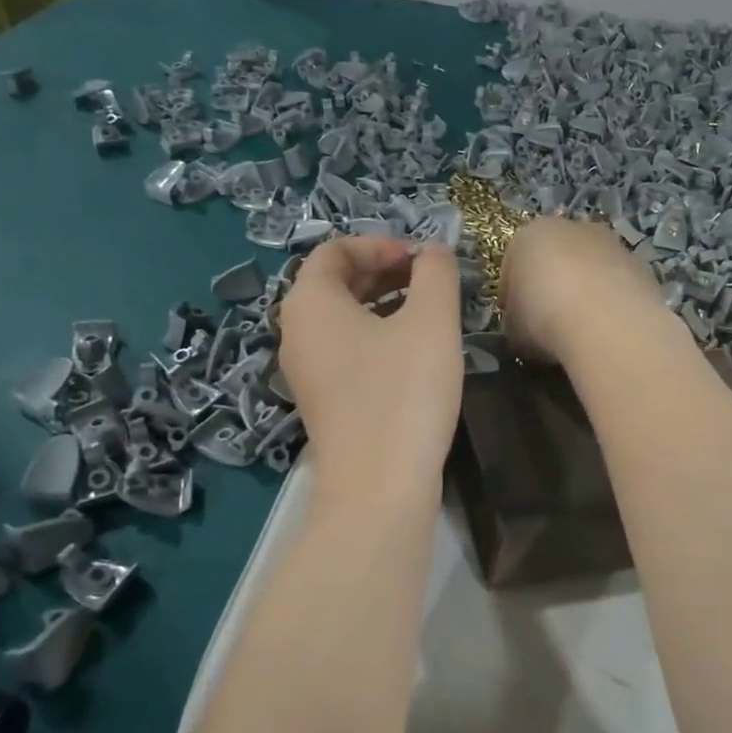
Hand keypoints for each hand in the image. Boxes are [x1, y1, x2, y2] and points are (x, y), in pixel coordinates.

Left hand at [279, 237, 463, 505]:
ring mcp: (305, 372)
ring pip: (341, 319)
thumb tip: (433, 251)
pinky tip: (412, 353)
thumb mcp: (431, 321)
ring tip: (426, 312)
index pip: (334, 250)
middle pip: (334, 283)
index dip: (379, 244)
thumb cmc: (403, 392)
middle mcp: (295, 332)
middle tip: (427, 280)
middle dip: (382, 272)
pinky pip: (344, 351)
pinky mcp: (322, 402)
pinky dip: (374, 337)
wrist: (379, 487)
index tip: (421, 259)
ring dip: (382, 304)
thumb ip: (435, 273)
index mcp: (310, 302)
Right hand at [499, 217, 668, 364]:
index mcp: (530, 235)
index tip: (515, 321)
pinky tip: (610, 330)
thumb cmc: (544, 318)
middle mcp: (573, 228)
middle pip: (557, 257)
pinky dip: (613, 302)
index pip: (513, 264)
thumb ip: (517, 321)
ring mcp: (612, 244)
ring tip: (583, 329)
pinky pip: (619, 285)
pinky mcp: (643, 265)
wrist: (606, 323)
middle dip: (553, 284)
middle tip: (549, 322)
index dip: (512, 295)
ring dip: (587, 291)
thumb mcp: (514, 329)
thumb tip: (525, 330)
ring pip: (592, 268)